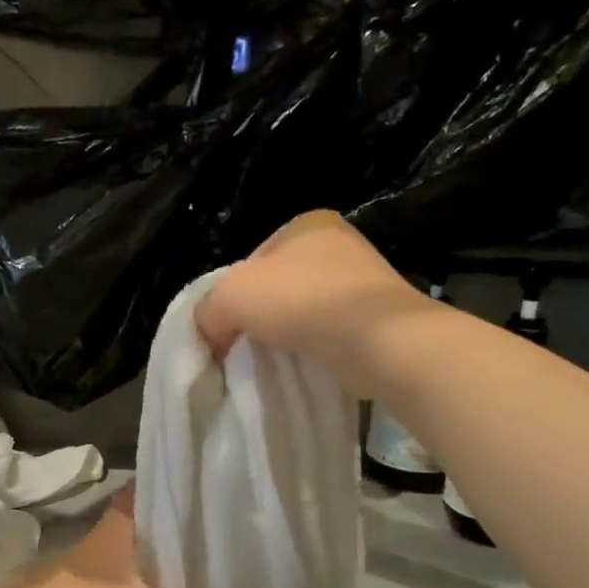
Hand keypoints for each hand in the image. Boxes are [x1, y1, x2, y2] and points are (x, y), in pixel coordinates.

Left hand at [0, 492, 225, 587]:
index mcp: (114, 531)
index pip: (143, 493)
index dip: (169, 485)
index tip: (203, 484)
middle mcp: (102, 545)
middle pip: (143, 527)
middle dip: (175, 528)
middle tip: (219, 532)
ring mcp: (88, 575)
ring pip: (133, 561)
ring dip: (161, 564)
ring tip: (205, 570)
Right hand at [196, 210, 427, 395]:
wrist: (380, 342)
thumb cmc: (302, 302)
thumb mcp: (231, 296)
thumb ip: (207, 309)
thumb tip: (211, 334)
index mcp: (306, 223)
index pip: (252, 261)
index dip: (233, 295)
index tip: (229, 328)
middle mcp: (340, 243)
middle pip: (279, 285)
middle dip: (261, 316)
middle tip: (248, 346)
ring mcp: (365, 280)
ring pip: (306, 310)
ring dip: (289, 334)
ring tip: (278, 360)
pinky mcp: (380, 317)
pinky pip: (332, 332)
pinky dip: (317, 348)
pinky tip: (308, 364)